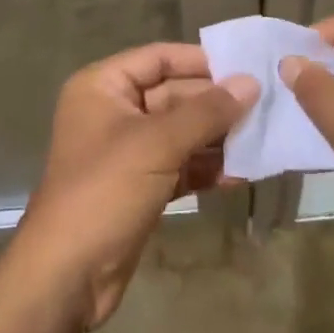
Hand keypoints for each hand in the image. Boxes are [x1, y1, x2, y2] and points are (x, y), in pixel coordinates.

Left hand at [11, 43, 256, 330]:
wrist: (67, 275)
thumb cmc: (105, 191)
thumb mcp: (157, 144)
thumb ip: (206, 112)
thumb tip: (250, 83)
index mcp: (102, 86)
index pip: (158, 58)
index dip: (201, 61)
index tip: (246, 67)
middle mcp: (113, 111)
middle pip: (173, 94)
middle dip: (216, 103)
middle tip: (266, 105)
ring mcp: (127, 151)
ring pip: (180, 132)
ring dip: (217, 138)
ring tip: (263, 138)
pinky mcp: (141, 186)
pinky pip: (180, 165)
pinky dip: (206, 168)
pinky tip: (243, 173)